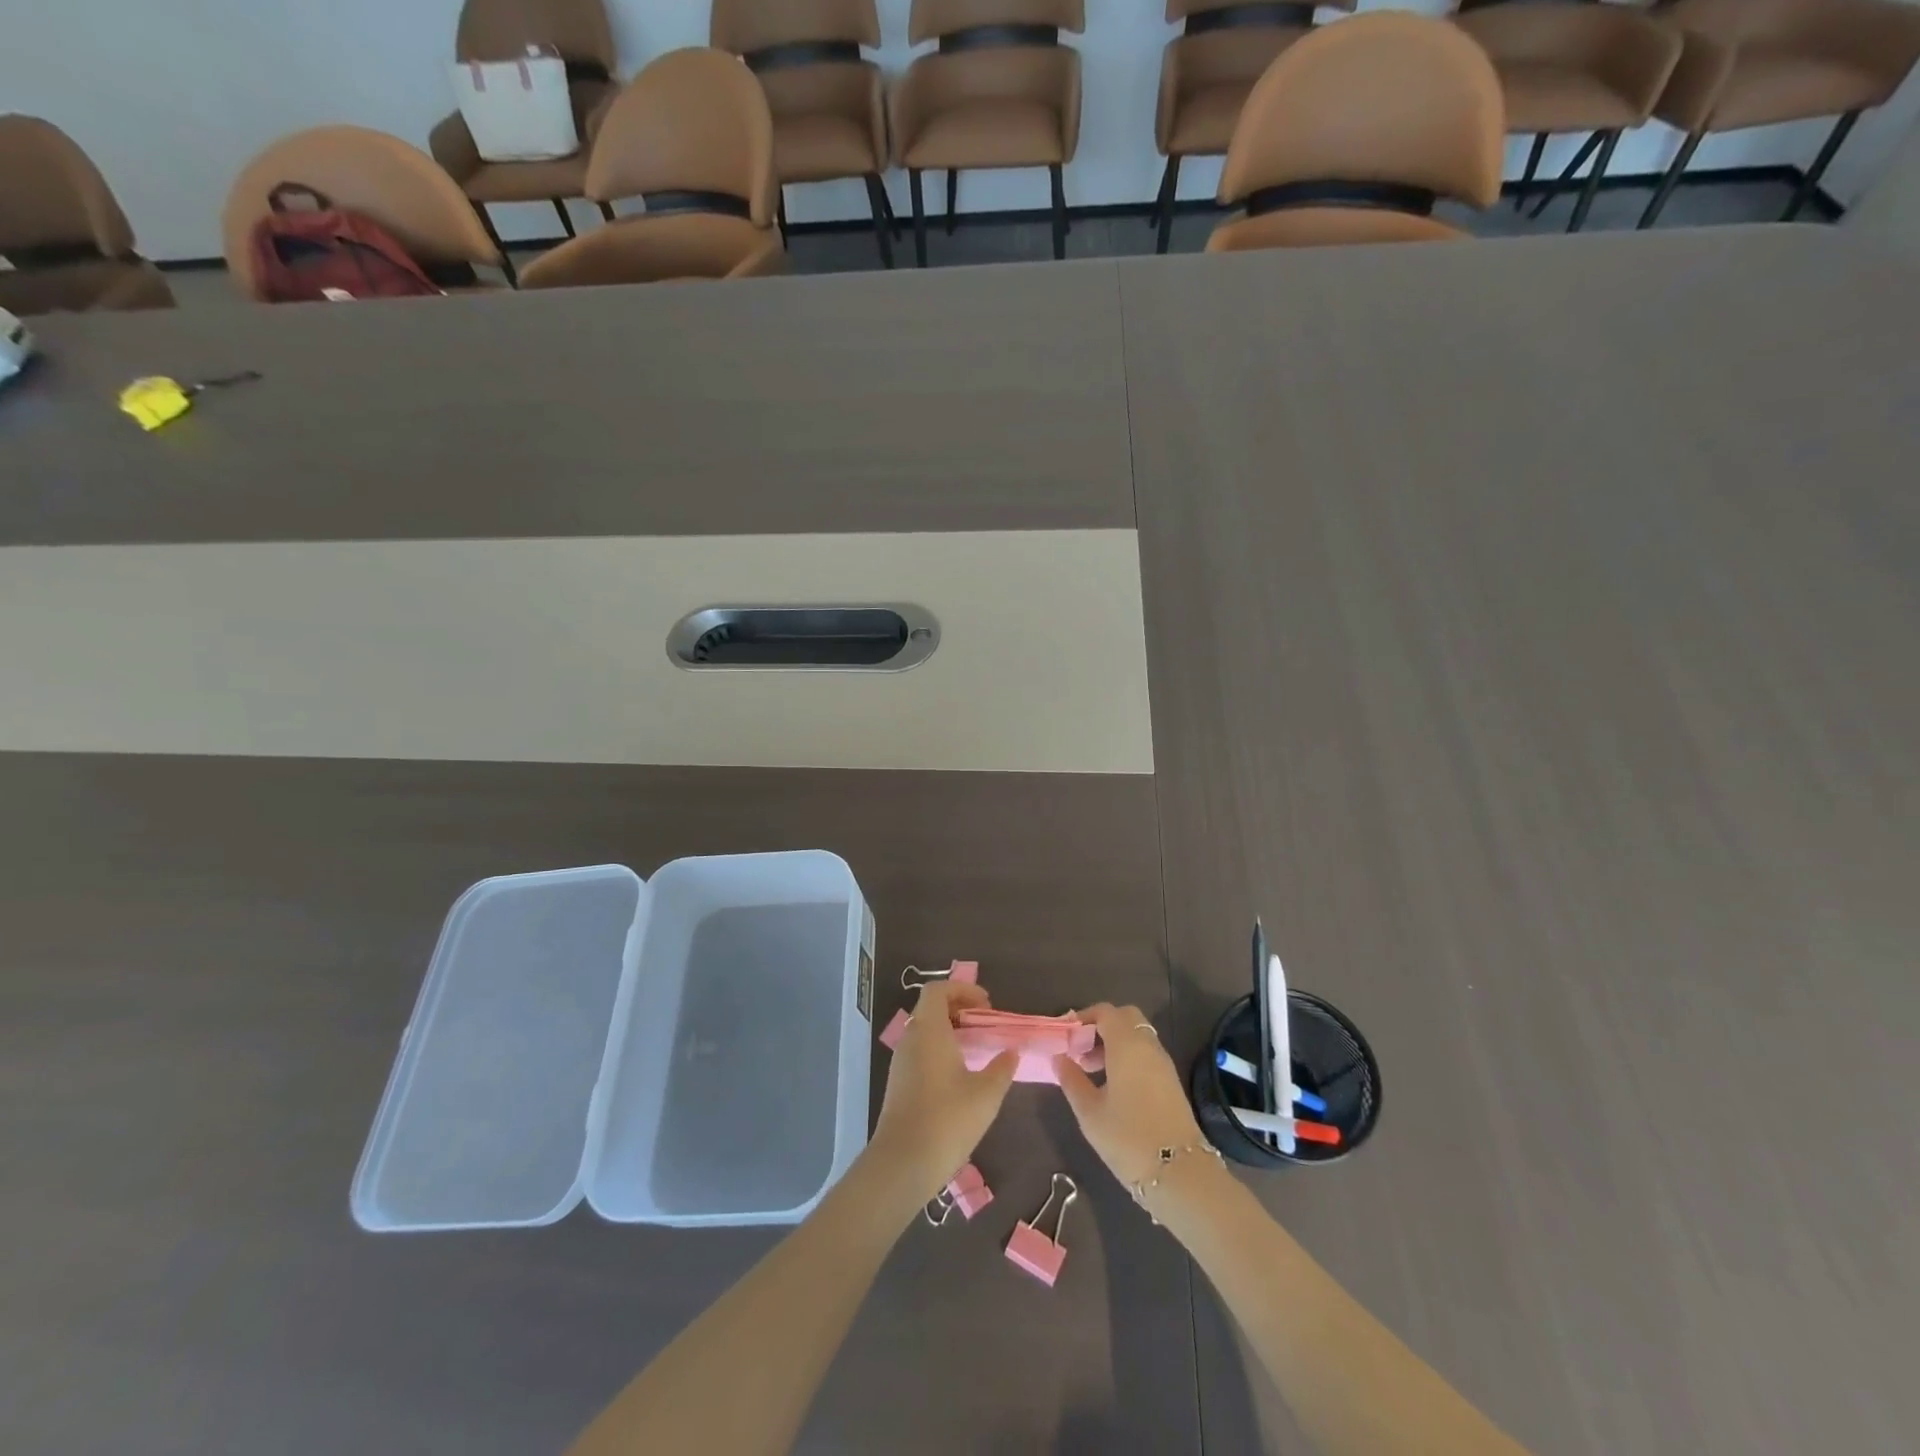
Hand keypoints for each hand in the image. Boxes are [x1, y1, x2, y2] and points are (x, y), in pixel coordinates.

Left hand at [867, 982, 1017, 1207]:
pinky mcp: (899, 1082)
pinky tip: (961, 1074)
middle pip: (931, 1007)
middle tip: (985, 1024)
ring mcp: (901, 1061)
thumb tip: (1011, 1051)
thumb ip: (1002, 1068)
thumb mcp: (986, 1094)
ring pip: (925, 1030)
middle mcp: (911, 1038)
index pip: (938, 989)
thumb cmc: (947, 1120)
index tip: (986, 1006)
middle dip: (959, 1008)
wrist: (902, 1163)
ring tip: (977, 1048)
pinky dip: (940, 1048)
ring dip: (950, 1030)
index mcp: (929, 1030)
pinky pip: (921, 1050)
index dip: (962, 989)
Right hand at [1054, 1003, 1205, 1189]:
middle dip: (1101, 1026)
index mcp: (1126, 1044)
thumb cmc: (1128, 1138)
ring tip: (1092, 1072)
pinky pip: (1146, 1054)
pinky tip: (1114, 1086)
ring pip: (1137, 1036)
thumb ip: (1071, 1079)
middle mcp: (1148, 1045)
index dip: (1084, 1017)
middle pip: (1125, 1018)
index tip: (1066, 1036)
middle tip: (1082, 1051)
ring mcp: (1163, 1063)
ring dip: (1115, 1043)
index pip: (1105, 1011)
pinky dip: (1128, 1057)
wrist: (1179, 1173)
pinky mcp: (1171, 1082)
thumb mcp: (1089, 1111)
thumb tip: (1059, 1057)